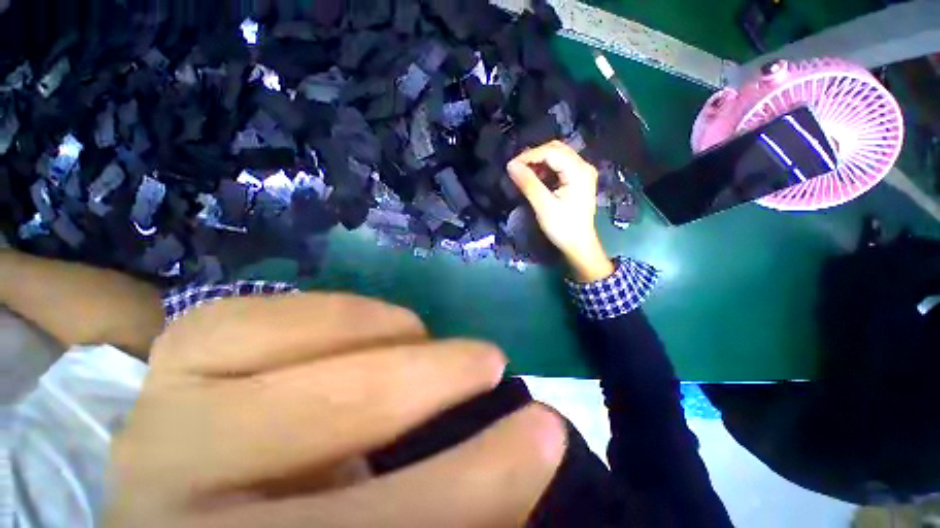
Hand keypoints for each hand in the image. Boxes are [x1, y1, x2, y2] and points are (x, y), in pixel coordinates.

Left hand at [105, 293, 565, 527]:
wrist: (206, 514)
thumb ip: (447, 504)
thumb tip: (525, 455)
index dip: (481, 484)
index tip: (547, 432)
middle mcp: (177, 504)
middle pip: (329, 426)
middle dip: (433, 383)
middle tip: (493, 359)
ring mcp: (161, 420)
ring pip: (274, 351)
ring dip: (378, 335)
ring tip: (426, 335)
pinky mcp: (170, 367)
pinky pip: (244, 316)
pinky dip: (328, 310)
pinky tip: (372, 322)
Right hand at [507, 141, 613, 281]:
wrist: (579, 245)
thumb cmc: (563, 228)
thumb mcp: (544, 206)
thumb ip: (528, 184)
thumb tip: (511, 165)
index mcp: (579, 171)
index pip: (551, 152)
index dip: (529, 156)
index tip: (511, 166)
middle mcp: (583, 166)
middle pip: (555, 150)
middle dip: (534, 157)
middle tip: (516, 169)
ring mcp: (582, 173)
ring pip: (557, 157)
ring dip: (539, 163)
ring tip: (523, 175)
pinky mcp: (578, 180)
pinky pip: (559, 166)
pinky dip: (545, 170)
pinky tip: (536, 179)